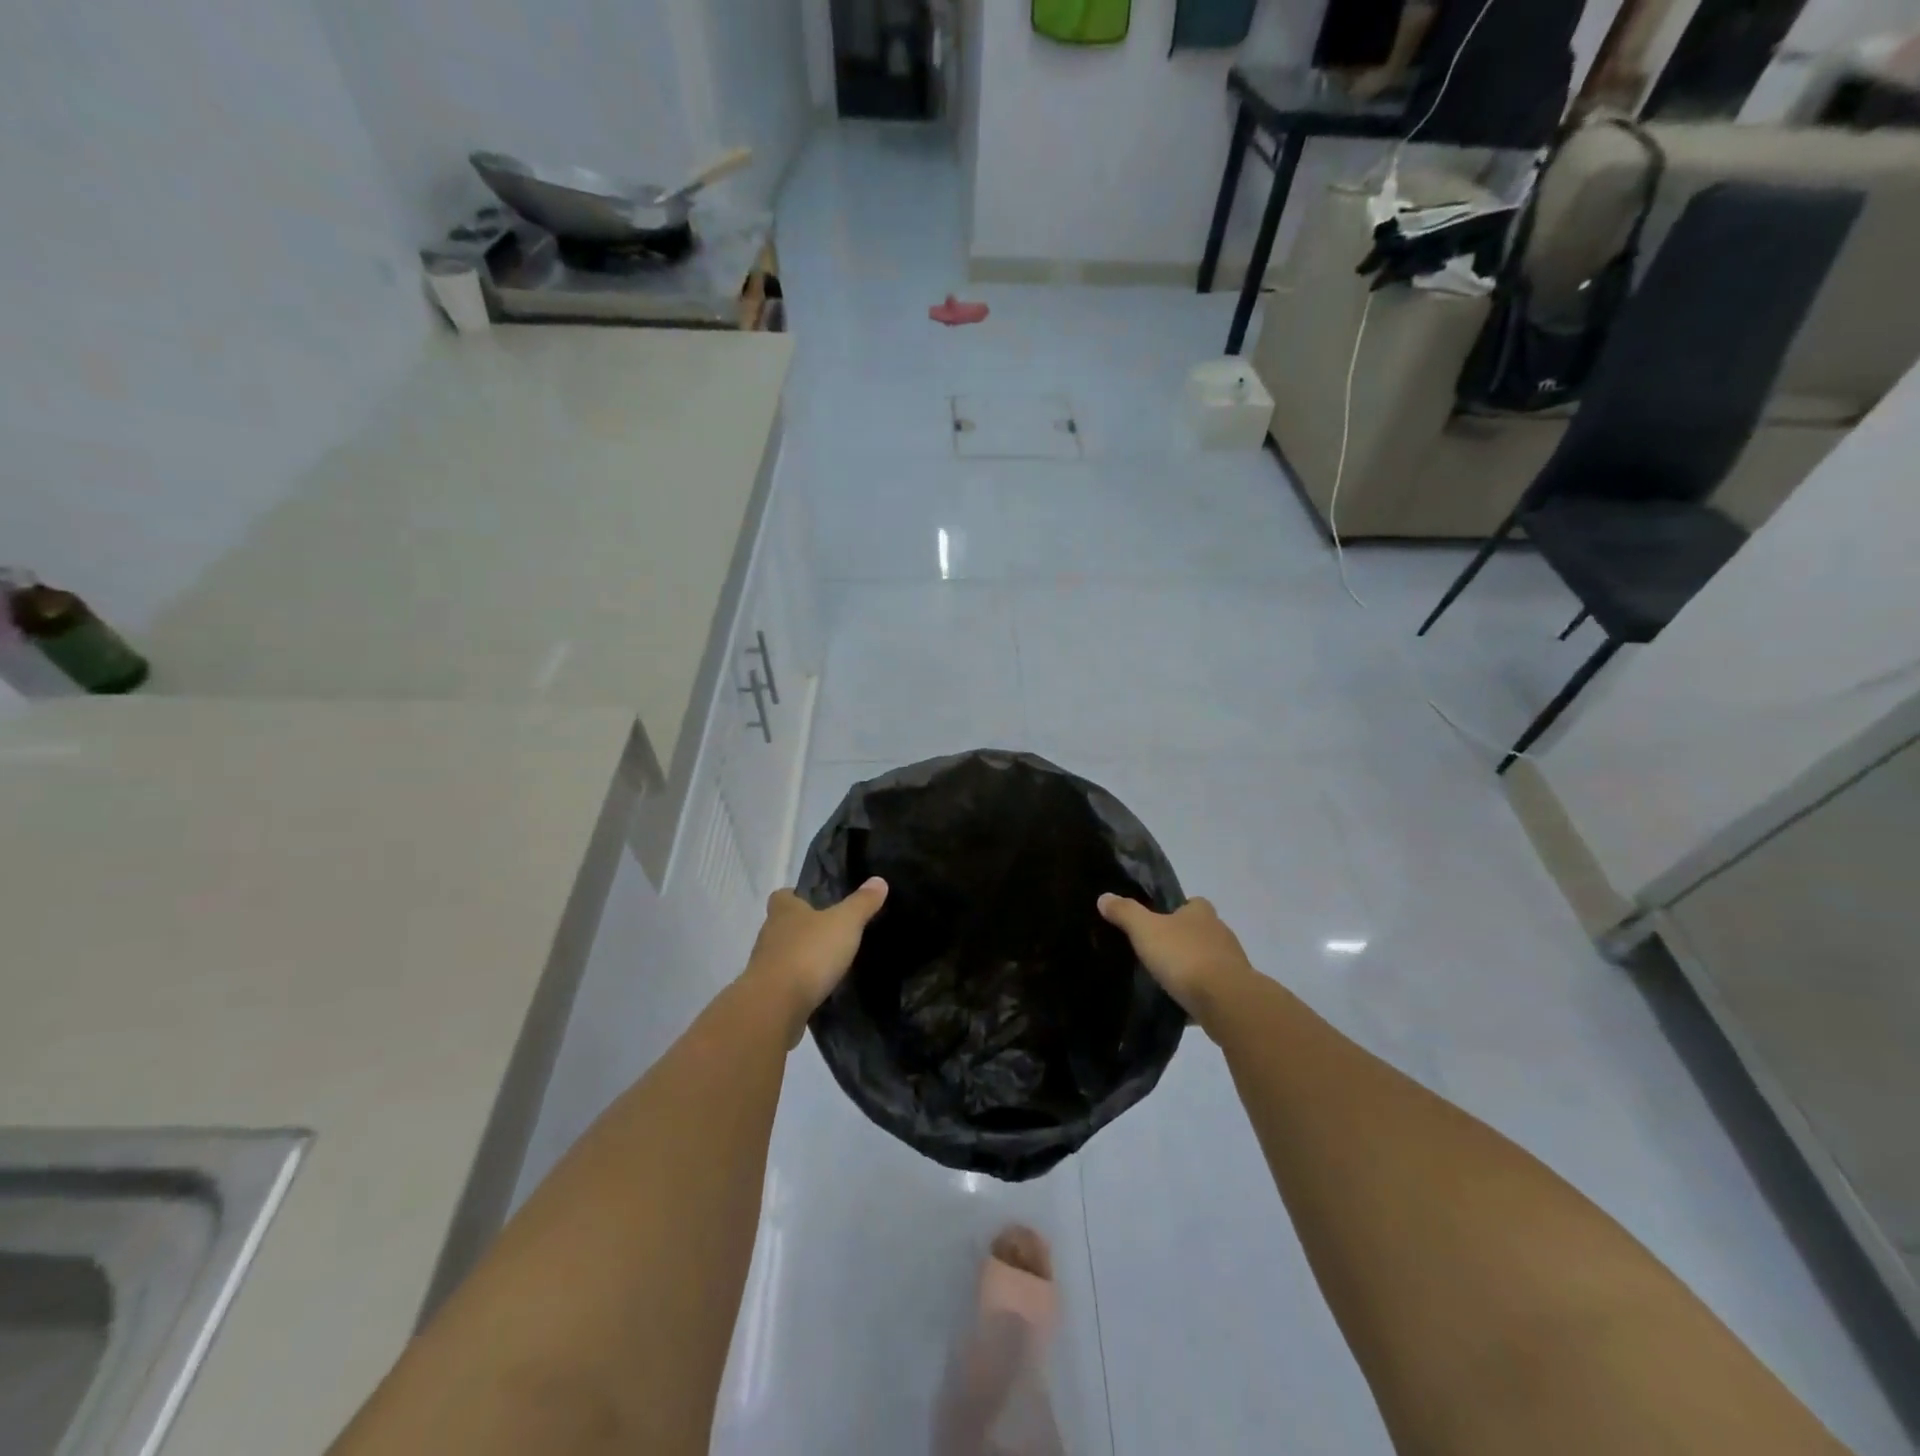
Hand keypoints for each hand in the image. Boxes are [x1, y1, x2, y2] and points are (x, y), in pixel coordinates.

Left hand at [744, 879, 888, 1043]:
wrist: (776, 1006)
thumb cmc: (809, 953)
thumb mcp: (845, 923)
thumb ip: (862, 903)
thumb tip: (879, 880)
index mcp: (784, 911)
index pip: (783, 895)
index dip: (797, 896)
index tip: (817, 902)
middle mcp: (769, 934)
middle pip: (784, 925)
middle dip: (804, 928)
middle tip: (831, 932)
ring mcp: (764, 965)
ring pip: (784, 954)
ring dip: (801, 957)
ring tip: (829, 962)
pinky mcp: (767, 994)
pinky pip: (785, 982)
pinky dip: (799, 984)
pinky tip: (819, 989)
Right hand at [1097, 894, 1252, 1023]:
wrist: (1226, 1001)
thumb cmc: (1184, 956)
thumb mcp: (1146, 930)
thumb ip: (1125, 913)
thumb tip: (1104, 897)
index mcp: (1201, 913)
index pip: (1193, 903)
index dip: (1177, 910)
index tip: (1159, 921)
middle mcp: (1220, 933)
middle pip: (1201, 931)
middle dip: (1183, 940)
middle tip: (1157, 952)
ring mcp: (1232, 963)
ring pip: (1209, 960)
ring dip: (1192, 967)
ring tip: (1166, 979)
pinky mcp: (1235, 992)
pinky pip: (1213, 989)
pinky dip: (1199, 994)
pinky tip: (1181, 1004)